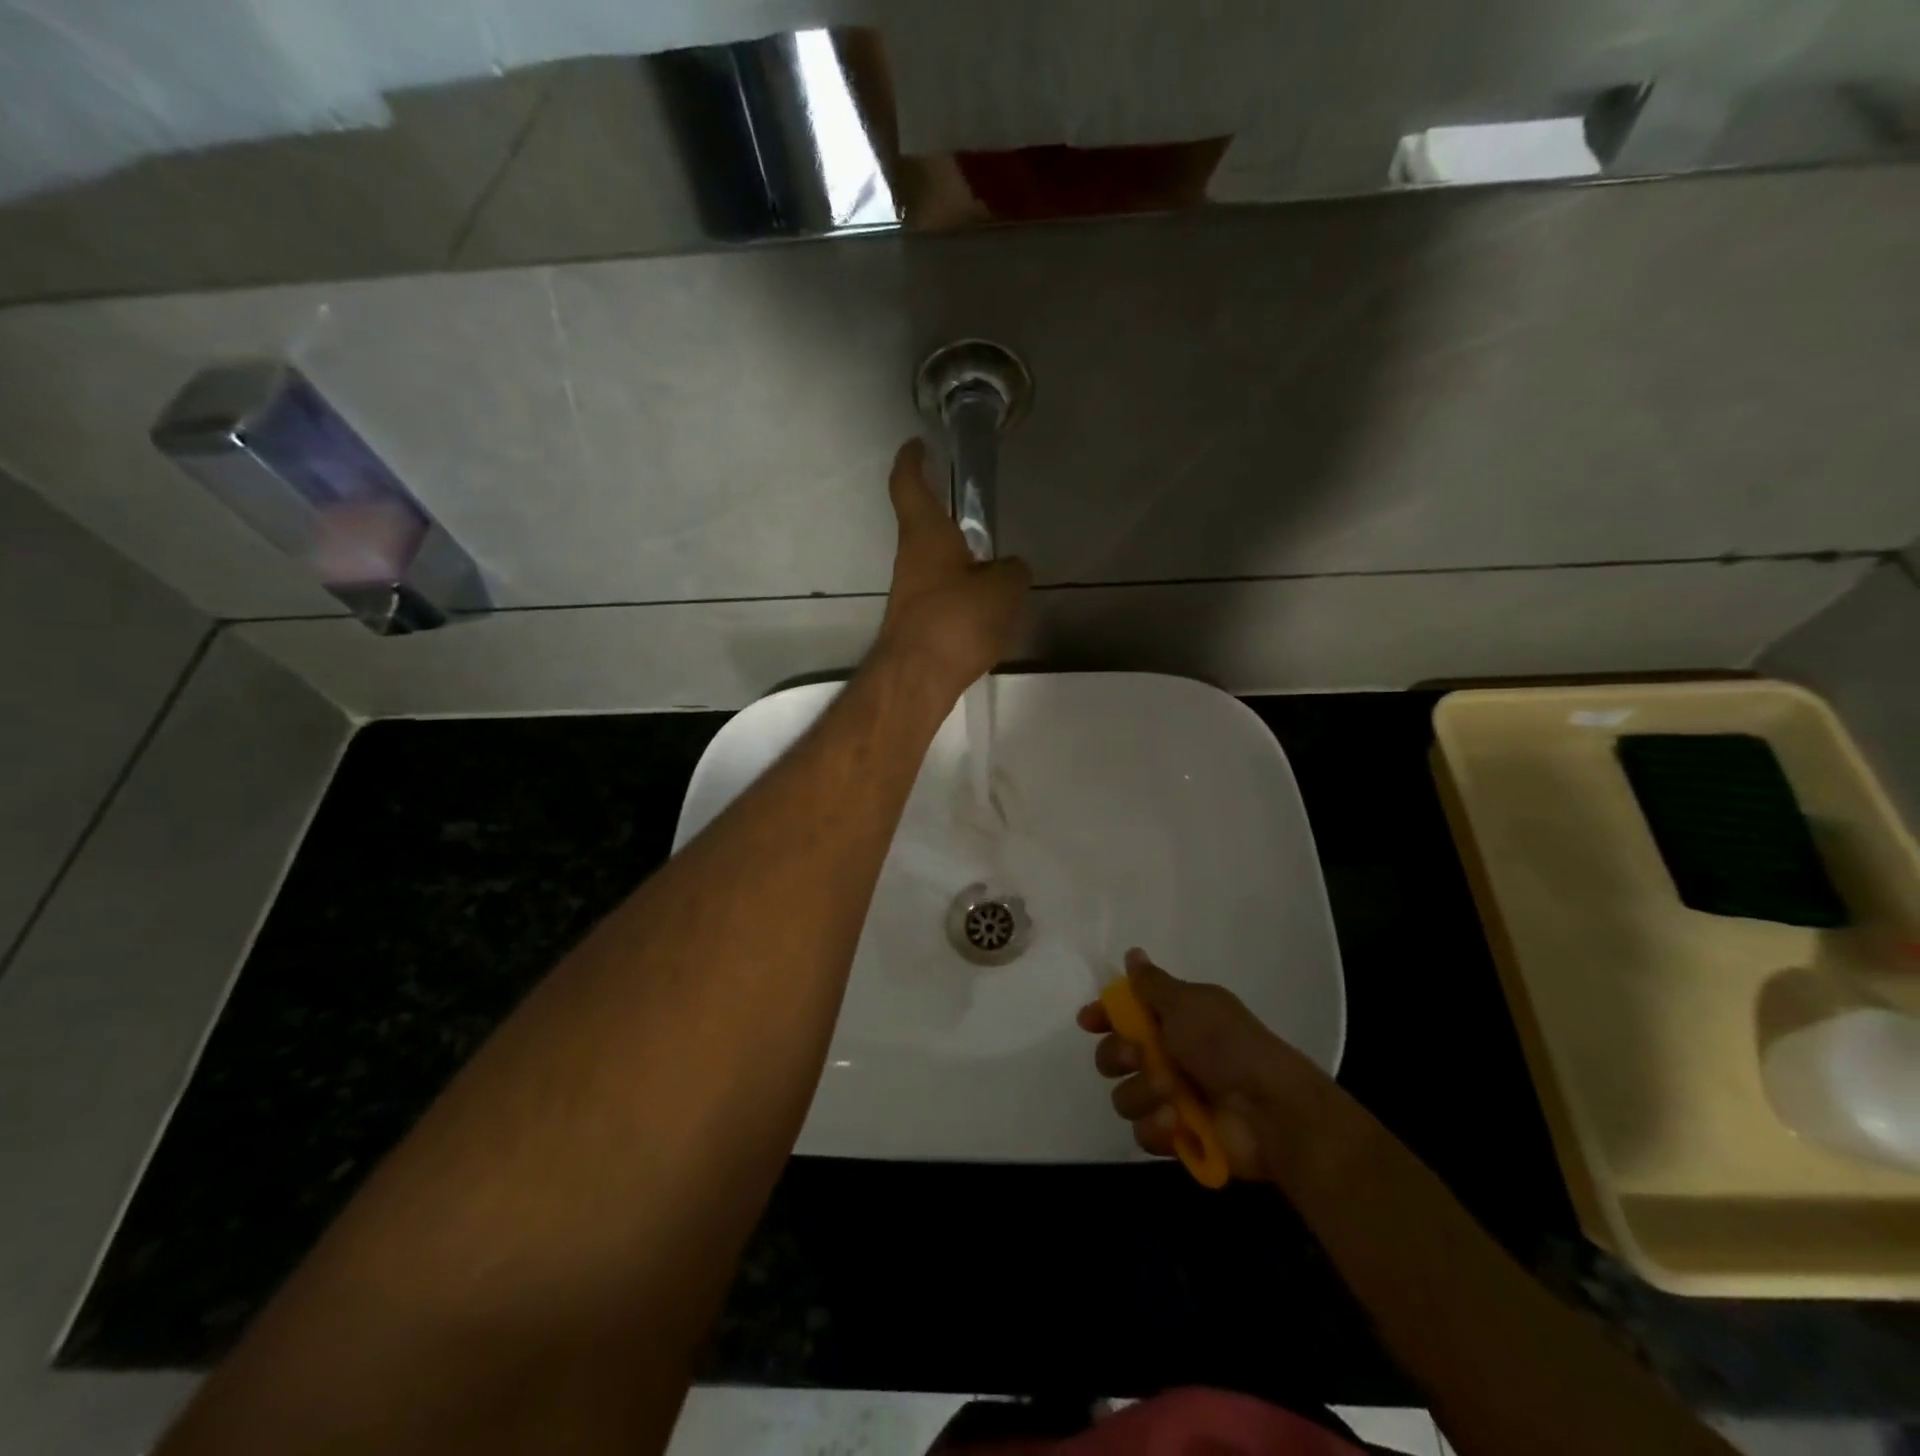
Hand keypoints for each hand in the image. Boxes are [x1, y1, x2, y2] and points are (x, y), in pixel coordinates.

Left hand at [873, 439, 1029, 697]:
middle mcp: (910, 559)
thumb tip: (1012, 569)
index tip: (918, 445)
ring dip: (963, 567)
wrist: (919, 678)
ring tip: (1000, 580)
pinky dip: (964, 599)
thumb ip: (1013, 571)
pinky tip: (990, 617)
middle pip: (927, 528)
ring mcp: (910, 594)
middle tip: (980, 523)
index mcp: (925, 534)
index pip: (909, 484)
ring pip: (938, 568)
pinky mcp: (916, 624)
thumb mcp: (1004, 589)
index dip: (912, 460)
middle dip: (950, 523)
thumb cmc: (957, 619)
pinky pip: (945, 600)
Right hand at [1077, 949, 1332, 1182]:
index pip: (1124, 1014)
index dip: (1103, 1015)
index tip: (1089, 1021)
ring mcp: (1171, 1098)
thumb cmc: (1227, 1045)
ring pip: (1124, 1095)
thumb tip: (1132, 953)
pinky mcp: (1176, 1137)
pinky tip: (1176, 1122)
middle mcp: (1167, 1056)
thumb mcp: (1189, 1003)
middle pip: (1113, 1055)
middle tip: (1138, 1056)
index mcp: (1173, 1020)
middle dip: (1118, 1055)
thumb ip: (1152, 984)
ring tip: (1170, 1093)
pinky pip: (1143, 1132)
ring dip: (1142, 1092)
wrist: (1271, 1110)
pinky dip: (1156, 1127)